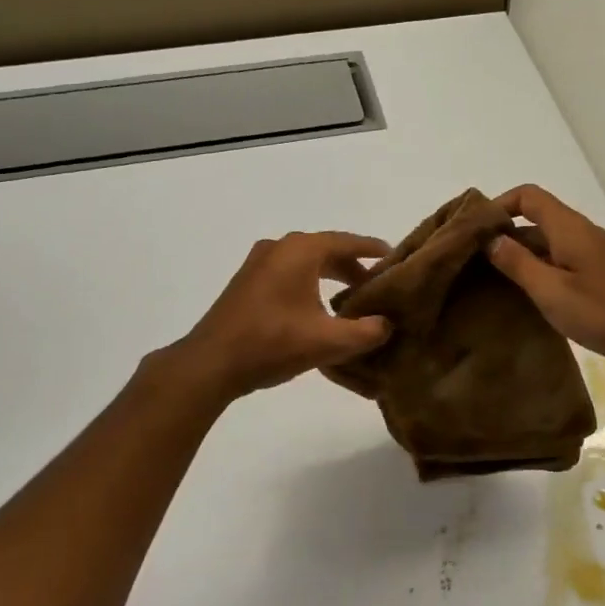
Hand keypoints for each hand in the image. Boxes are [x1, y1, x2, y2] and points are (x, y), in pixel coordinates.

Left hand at [167, 232, 392, 401]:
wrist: (211, 363)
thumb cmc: (272, 343)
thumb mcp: (328, 341)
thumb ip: (366, 332)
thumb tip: (387, 325)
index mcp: (300, 251)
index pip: (346, 242)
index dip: (372, 249)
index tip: (393, 257)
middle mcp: (279, 248)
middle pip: (326, 250)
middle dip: (352, 267)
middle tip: (375, 287)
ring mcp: (258, 264)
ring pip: (305, 263)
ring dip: (330, 276)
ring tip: (351, 300)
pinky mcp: (246, 283)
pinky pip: (288, 273)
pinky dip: (309, 283)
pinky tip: (317, 309)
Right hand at [488, 185, 604, 380]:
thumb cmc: (602, 312)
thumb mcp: (550, 290)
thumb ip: (517, 263)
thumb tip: (490, 239)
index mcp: (568, 227)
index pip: (528, 196)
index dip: (499, 205)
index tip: (474, 230)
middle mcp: (580, 233)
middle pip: (536, 220)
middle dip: (504, 235)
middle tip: (473, 261)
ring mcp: (592, 255)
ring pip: (548, 245)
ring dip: (520, 257)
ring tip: (490, 282)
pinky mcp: (599, 277)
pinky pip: (560, 263)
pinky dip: (539, 272)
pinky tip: (525, 298)